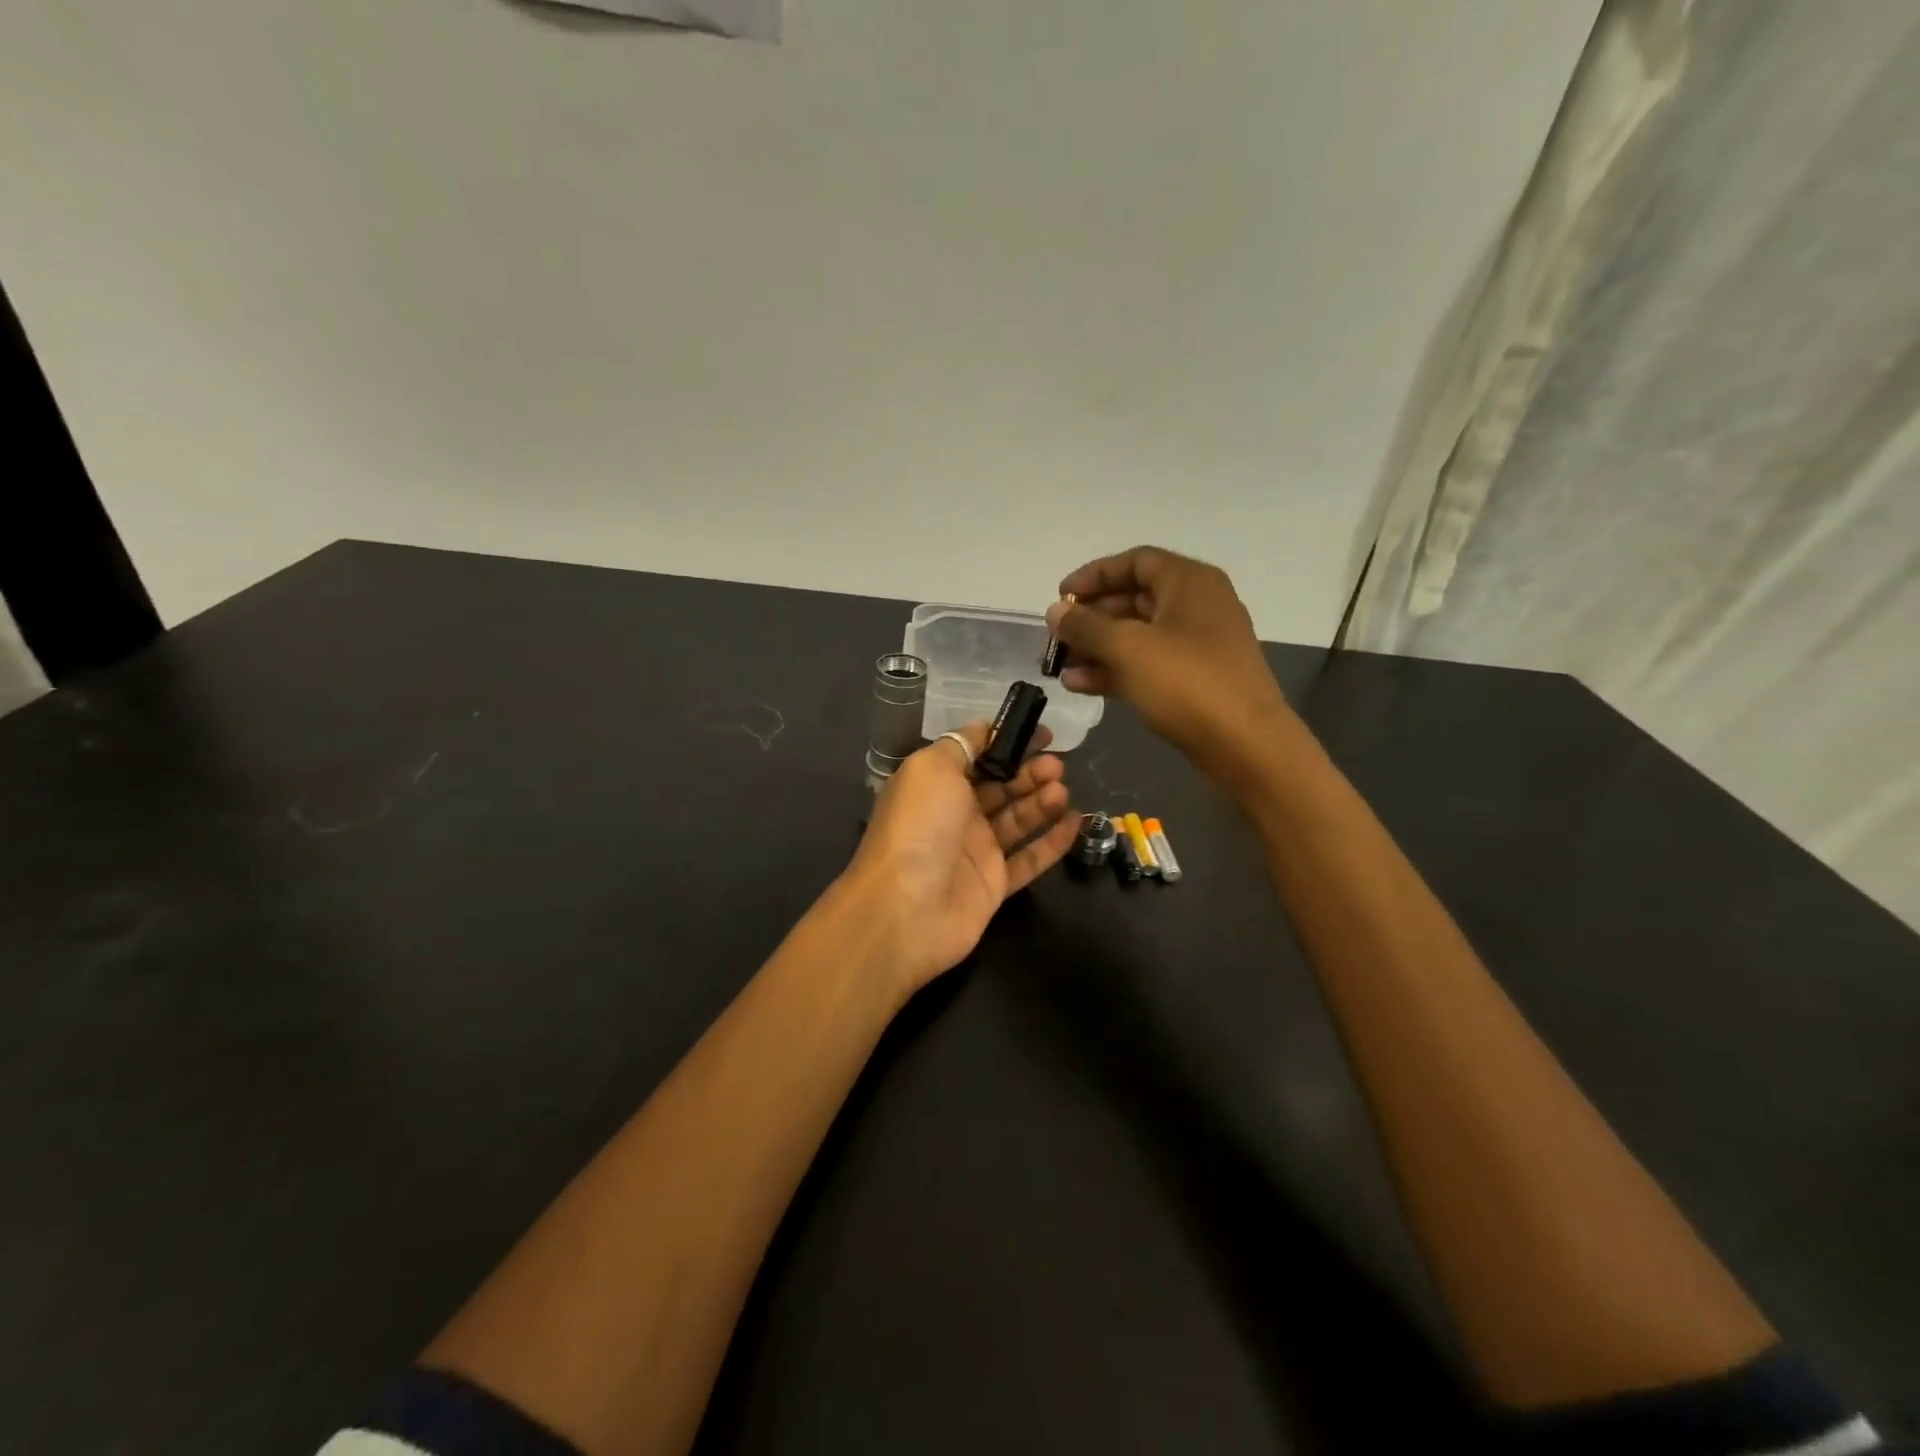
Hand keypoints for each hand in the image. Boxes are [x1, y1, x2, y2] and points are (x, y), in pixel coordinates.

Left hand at [842, 722, 1078, 994]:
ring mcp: (975, 851)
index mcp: (935, 784)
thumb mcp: (931, 768)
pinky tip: (1076, 823)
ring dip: (1042, 802)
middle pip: (1001, 786)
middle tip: (1057, 765)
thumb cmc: (919, 826)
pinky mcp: (994, 884)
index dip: (1008, 742)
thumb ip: (961, 744)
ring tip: (1063, 791)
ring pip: (1017, 819)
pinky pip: (1029, 858)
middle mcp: (955, 814)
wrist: (906, 908)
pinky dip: (1053, 842)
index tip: (1040, 733)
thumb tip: (985, 727)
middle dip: (1030, 772)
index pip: (977, 756)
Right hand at [1047, 546, 1296, 784]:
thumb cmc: (1187, 683)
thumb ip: (1086, 626)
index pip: (1134, 562)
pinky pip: (1147, 664)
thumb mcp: (1128, 648)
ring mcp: (1197, 645)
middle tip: (1056, 638)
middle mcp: (1196, 606)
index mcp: (1189, 582)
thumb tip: (1055, 611)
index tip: (1060, 597)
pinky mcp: (1194, 679)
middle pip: (1133, 599)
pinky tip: (1080, 685)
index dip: (1093, 575)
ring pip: (1137, 636)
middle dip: (1090, 618)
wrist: (1246, 745)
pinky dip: (1115, 670)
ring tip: (1059, 667)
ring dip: (1096, 648)